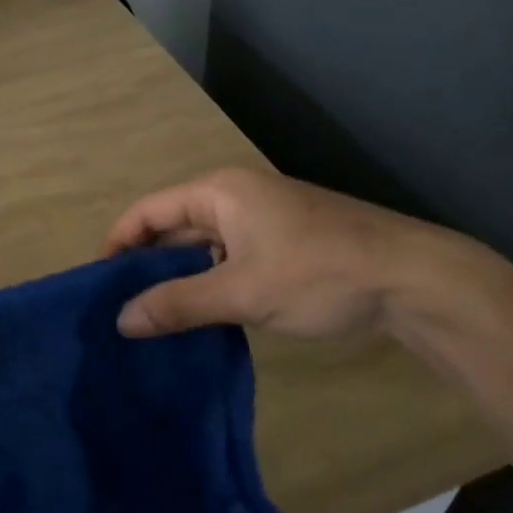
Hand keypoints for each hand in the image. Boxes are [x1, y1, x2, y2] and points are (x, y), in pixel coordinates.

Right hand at [105, 167, 462, 340]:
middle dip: (146, 264)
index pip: (148, 211)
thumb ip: (179, 304)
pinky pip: (228, 257)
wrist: (414, 280)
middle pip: (172, 226)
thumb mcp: (242, 291)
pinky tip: (201, 315)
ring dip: (179, 277)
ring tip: (153, 317)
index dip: (118, 244)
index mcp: (218, 192)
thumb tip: (121, 321)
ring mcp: (261, 219)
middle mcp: (234, 196)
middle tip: (121, 308)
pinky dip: (209, 282)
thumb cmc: (319, 273)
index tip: (99, 285)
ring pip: (202, 246)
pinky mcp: (282, 242)